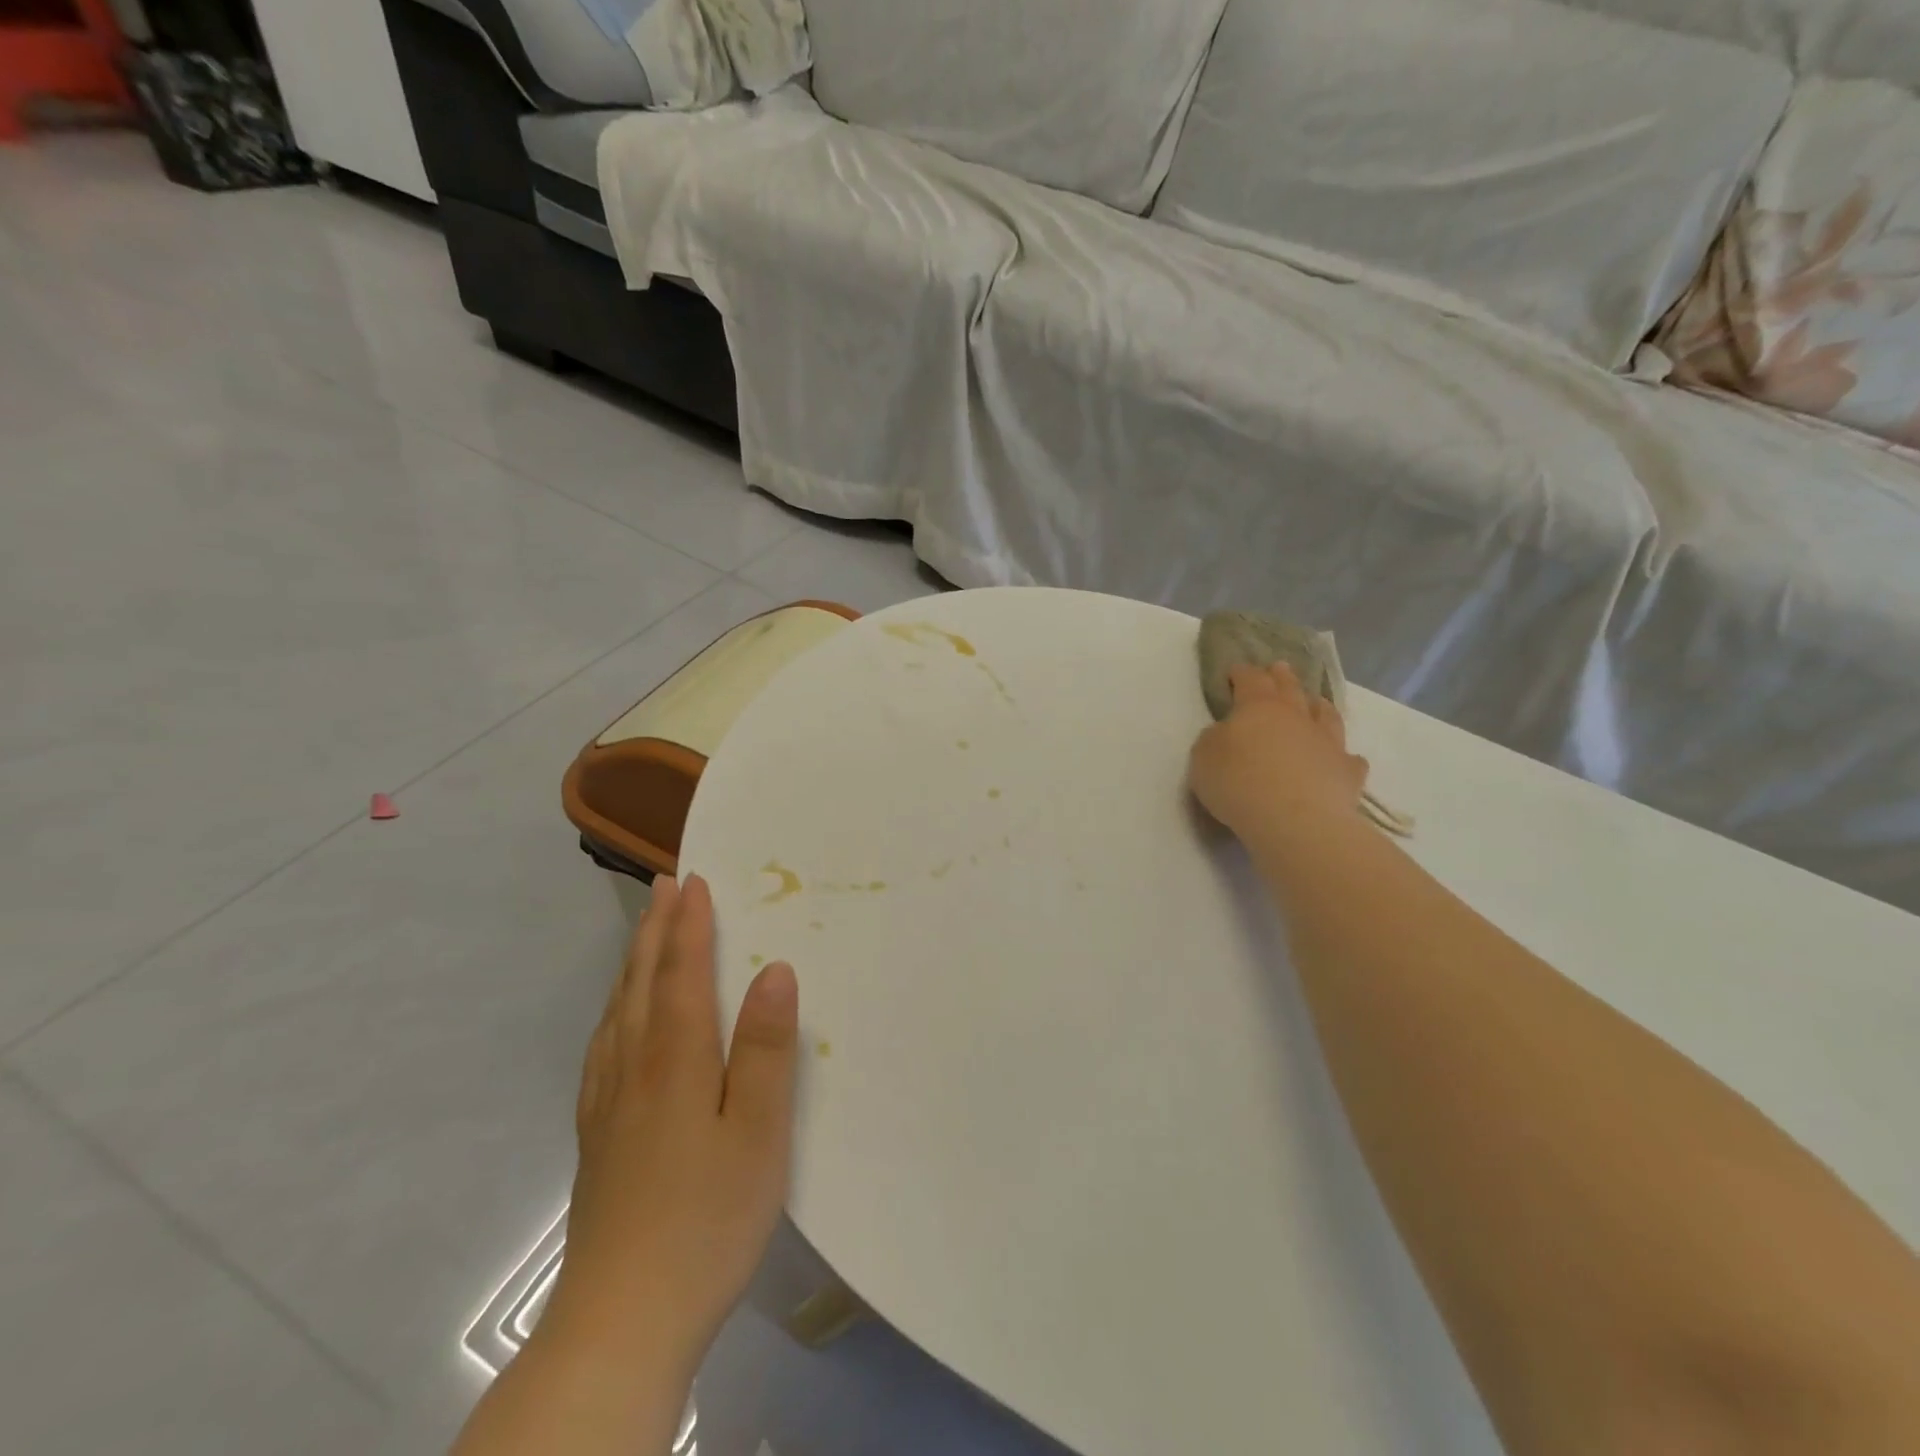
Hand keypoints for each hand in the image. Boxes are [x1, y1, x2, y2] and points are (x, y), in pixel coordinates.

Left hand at [543, 875, 799, 1385]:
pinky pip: (604, 1045)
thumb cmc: (707, 1220)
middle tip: (664, 887)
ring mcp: (608, 1105)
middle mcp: (632, 1069)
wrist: (621, 1323)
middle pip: (640, 983)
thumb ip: (764, 1048)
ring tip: (644, 935)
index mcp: (674, 1061)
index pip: (680, 974)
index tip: (693, 880)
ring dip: (633, 963)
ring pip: (617, 1012)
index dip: (689, 925)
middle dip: (655, 930)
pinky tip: (619, 1022)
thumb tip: (775, 970)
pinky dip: (615, 1010)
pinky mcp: (598, 1137)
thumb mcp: (759, 1133)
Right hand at [1189, 663, 1369, 844]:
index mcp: (1258, 707)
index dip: (1241, 673)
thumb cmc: (1238, 782)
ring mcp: (1327, 743)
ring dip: (1319, 707)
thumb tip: (1227, 734)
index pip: (1250, 680)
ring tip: (1316, 702)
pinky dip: (1343, 757)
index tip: (1235, 670)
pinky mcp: (1347, 773)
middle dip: (1281, 677)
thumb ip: (1214, 739)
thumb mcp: (1203, 756)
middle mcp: (1296, 717)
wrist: (1294, 820)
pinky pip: (1348, 759)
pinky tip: (1343, 759)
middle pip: (1290, 689)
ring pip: (1326, 716)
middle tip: (1279, 667)